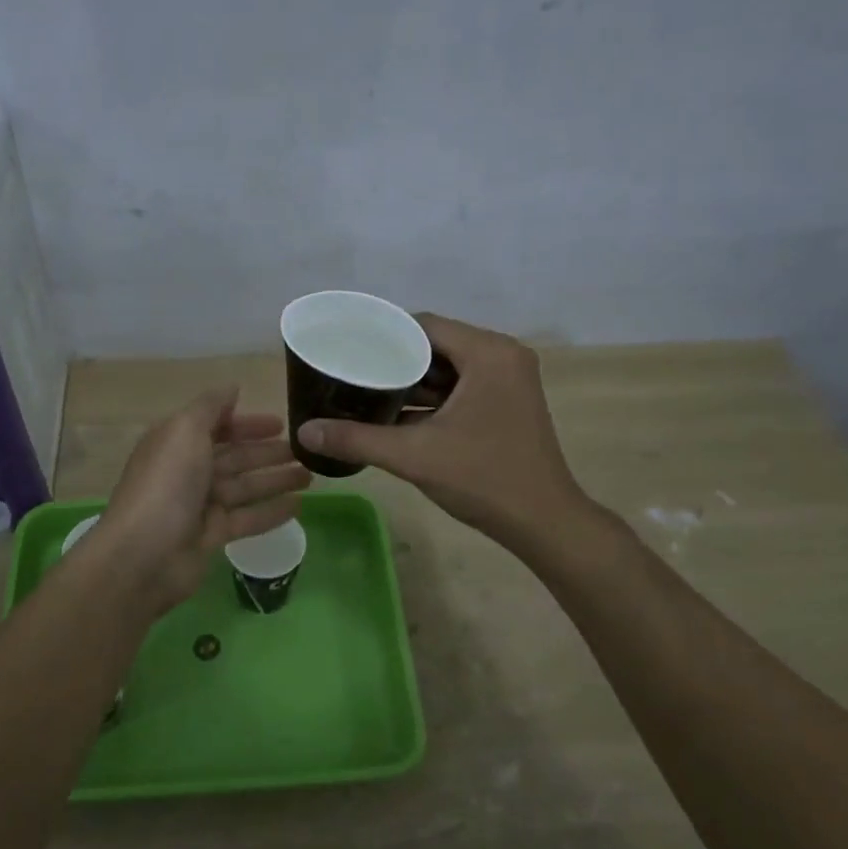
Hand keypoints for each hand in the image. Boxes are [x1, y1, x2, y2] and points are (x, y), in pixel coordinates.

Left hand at [92, 386, 310, 612]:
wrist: (144, 554)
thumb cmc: (167, 484)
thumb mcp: (185, 430)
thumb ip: (210, 406)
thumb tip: (232, 388)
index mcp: (177, 442)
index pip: (216, 426)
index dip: (247, 423)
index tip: (281, 423)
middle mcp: (188, 471)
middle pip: (234, 457)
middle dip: (267, 452)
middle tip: (305, 451)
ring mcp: (199, 505)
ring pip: (245, 487)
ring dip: (276, 479)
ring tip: (311, 476)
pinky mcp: (212, 536)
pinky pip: (247, 518)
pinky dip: (271, 511)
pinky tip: (299, 506)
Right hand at [297, 314, 584, 546]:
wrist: (543, 523)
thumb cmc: (484, 479)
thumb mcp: (414, 456)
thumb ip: (357, 439)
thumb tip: (304, 432)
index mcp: (488, 353)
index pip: (424, 325)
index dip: (383, 335)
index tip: (347, 349)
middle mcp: (502, 356)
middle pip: (435, 344)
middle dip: (393, 360)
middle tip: (351, 372)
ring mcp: (508, 380)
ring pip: (447, 367)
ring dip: (411, 380)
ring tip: (365, 390)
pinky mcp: (507, 402)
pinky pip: (461, 386)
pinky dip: (432, 398)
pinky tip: (396, 413)